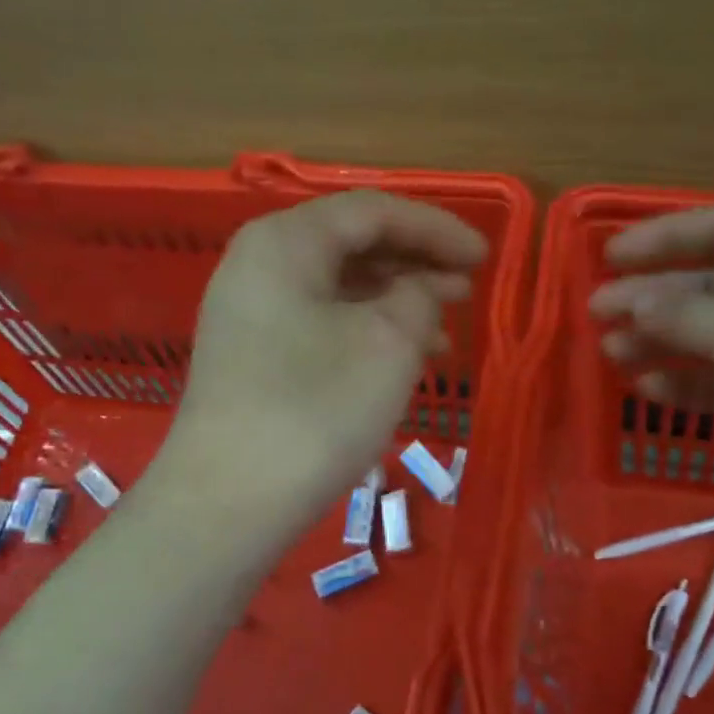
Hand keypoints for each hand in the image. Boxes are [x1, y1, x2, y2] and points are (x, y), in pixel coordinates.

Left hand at [157, 189, 486, 533]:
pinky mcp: (251, 359)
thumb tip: (421, 290)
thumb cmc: (315, 410)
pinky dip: (364, 332)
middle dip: (415, 263)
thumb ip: (419, 298)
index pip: (372, 212)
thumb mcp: (388, 344)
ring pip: (337, 289)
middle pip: (351, 245)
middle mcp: (258, 266)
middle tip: (467, 289)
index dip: (435, 228)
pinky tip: (398, 359)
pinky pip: (319, 325)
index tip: (483, 257)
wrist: (230, 501)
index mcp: (285, 242)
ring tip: (444, 330)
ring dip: (394, 302)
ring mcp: (248, 315)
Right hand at [589, 204, 713, 535]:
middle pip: (708, 284)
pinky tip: (645, 388)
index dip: (660, 239)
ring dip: (660, 341)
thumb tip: (627, 298)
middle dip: (652, 298)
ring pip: (708, 334)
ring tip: (611, 352)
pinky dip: (684, 382)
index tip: (607, 257)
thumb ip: (683, 314)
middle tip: (596, 313)